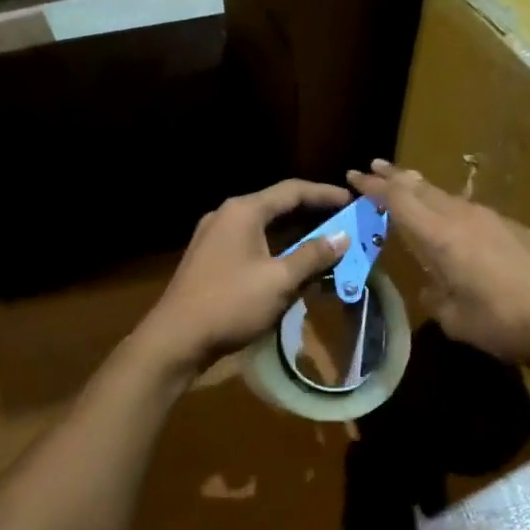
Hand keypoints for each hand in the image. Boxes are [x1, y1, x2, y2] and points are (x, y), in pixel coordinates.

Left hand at [135, 179, 352, 374]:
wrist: (176, 338)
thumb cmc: (231, 303)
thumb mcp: (279, 280)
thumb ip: (313, 255)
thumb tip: (343, 236)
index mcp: (244, 211)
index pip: (292, 191)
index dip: (326, 194)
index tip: (353, 201)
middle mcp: (227, 215)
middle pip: (278, 207)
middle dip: (313, 216)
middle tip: (344, 224)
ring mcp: (215, 237)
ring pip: (265, 228)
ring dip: (296, 237)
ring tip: (326, 246)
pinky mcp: (210, 259)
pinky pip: (252, 245)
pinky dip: (277, 250)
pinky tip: (294, 267)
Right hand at [347, 159, 529, 368]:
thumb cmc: (502, 322)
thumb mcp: (454, 318)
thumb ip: (436, 295)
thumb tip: (435, 285)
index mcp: (440, 237)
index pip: (398, 201)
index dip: (374, 187)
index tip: (355, 175)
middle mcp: (464, 218)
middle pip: (422, 188)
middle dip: (396, 177)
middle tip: (376, 168)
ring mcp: (495, 220)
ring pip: (450, 198)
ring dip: (426, 193)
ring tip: (412, 191)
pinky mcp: (518, 229)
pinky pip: (475, 213)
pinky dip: (456, 212)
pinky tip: (460, 225)